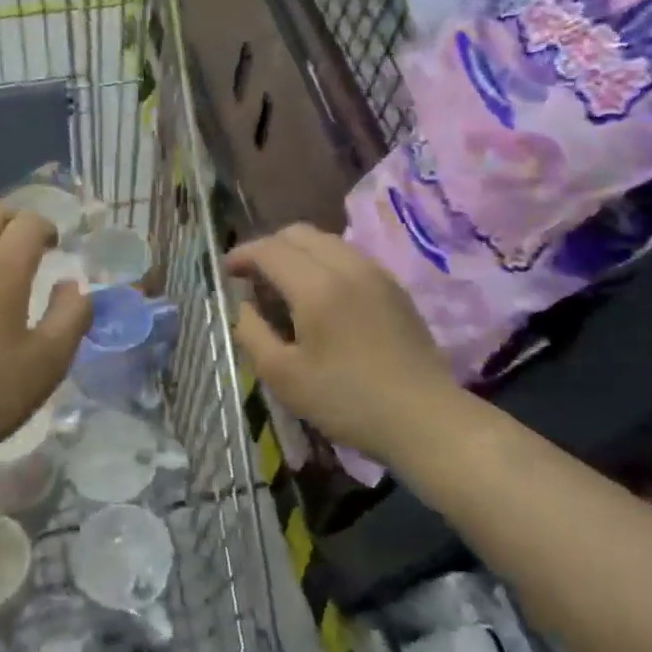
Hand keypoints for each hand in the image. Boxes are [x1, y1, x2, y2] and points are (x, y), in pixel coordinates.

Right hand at [226, 224, 453, 462]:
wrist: (426, 419)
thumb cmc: (347, 400)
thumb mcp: (284, 376)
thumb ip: (252, 333)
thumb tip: (242, 305)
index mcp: (316, 285)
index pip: (269, 249)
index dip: (241, 255)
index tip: (225, 272)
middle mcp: (346, 265)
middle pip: (298, 233)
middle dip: (268, 248)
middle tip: (252, 278)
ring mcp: (375, 273)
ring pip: (325, 241)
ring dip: (297, 253)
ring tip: (284, 286)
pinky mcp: (393, 287)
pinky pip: (348, 256)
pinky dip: (323, 262)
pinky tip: (320, 296)